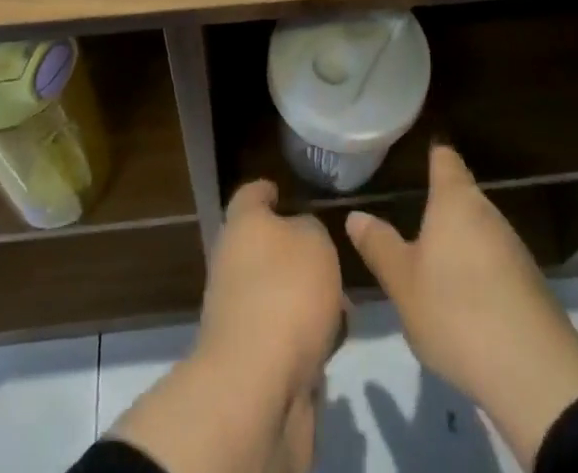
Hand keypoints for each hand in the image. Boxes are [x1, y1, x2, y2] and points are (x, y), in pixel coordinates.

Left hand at [197, 179, 345, 399]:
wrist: (256, 388)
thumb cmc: (286, 292)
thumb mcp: (314, 240)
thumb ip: (311, 230)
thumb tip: (301, 238)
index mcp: (242, 226)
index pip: (250, 195)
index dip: (266, 190)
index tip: (280, 190)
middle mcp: (233, 265)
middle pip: (265, 248)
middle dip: (298, 255)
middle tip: (331, 258)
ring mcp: (239, 315)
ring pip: (280, 295)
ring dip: (308, 301)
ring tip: (344, 308)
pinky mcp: (252, 361)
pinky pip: (286, 337)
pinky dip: (308, 339)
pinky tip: (334, 344)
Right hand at [347, 145, 577, 470]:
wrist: (534, 373)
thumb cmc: (456, 310)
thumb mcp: (403, 282)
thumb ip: (379, 245)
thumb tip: (355, 215)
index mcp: (455, 200)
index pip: (444, 158)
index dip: (432, 153)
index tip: (418, 152)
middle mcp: (488, 213)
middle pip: (463, 196)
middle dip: (441, 207)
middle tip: (411, 219)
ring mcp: (514, 249)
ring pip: (479, 232)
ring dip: (459, 243)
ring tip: (432, 264)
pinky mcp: (530, 286)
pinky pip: (495, 264)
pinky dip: (478, 273)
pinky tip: (463, 301)